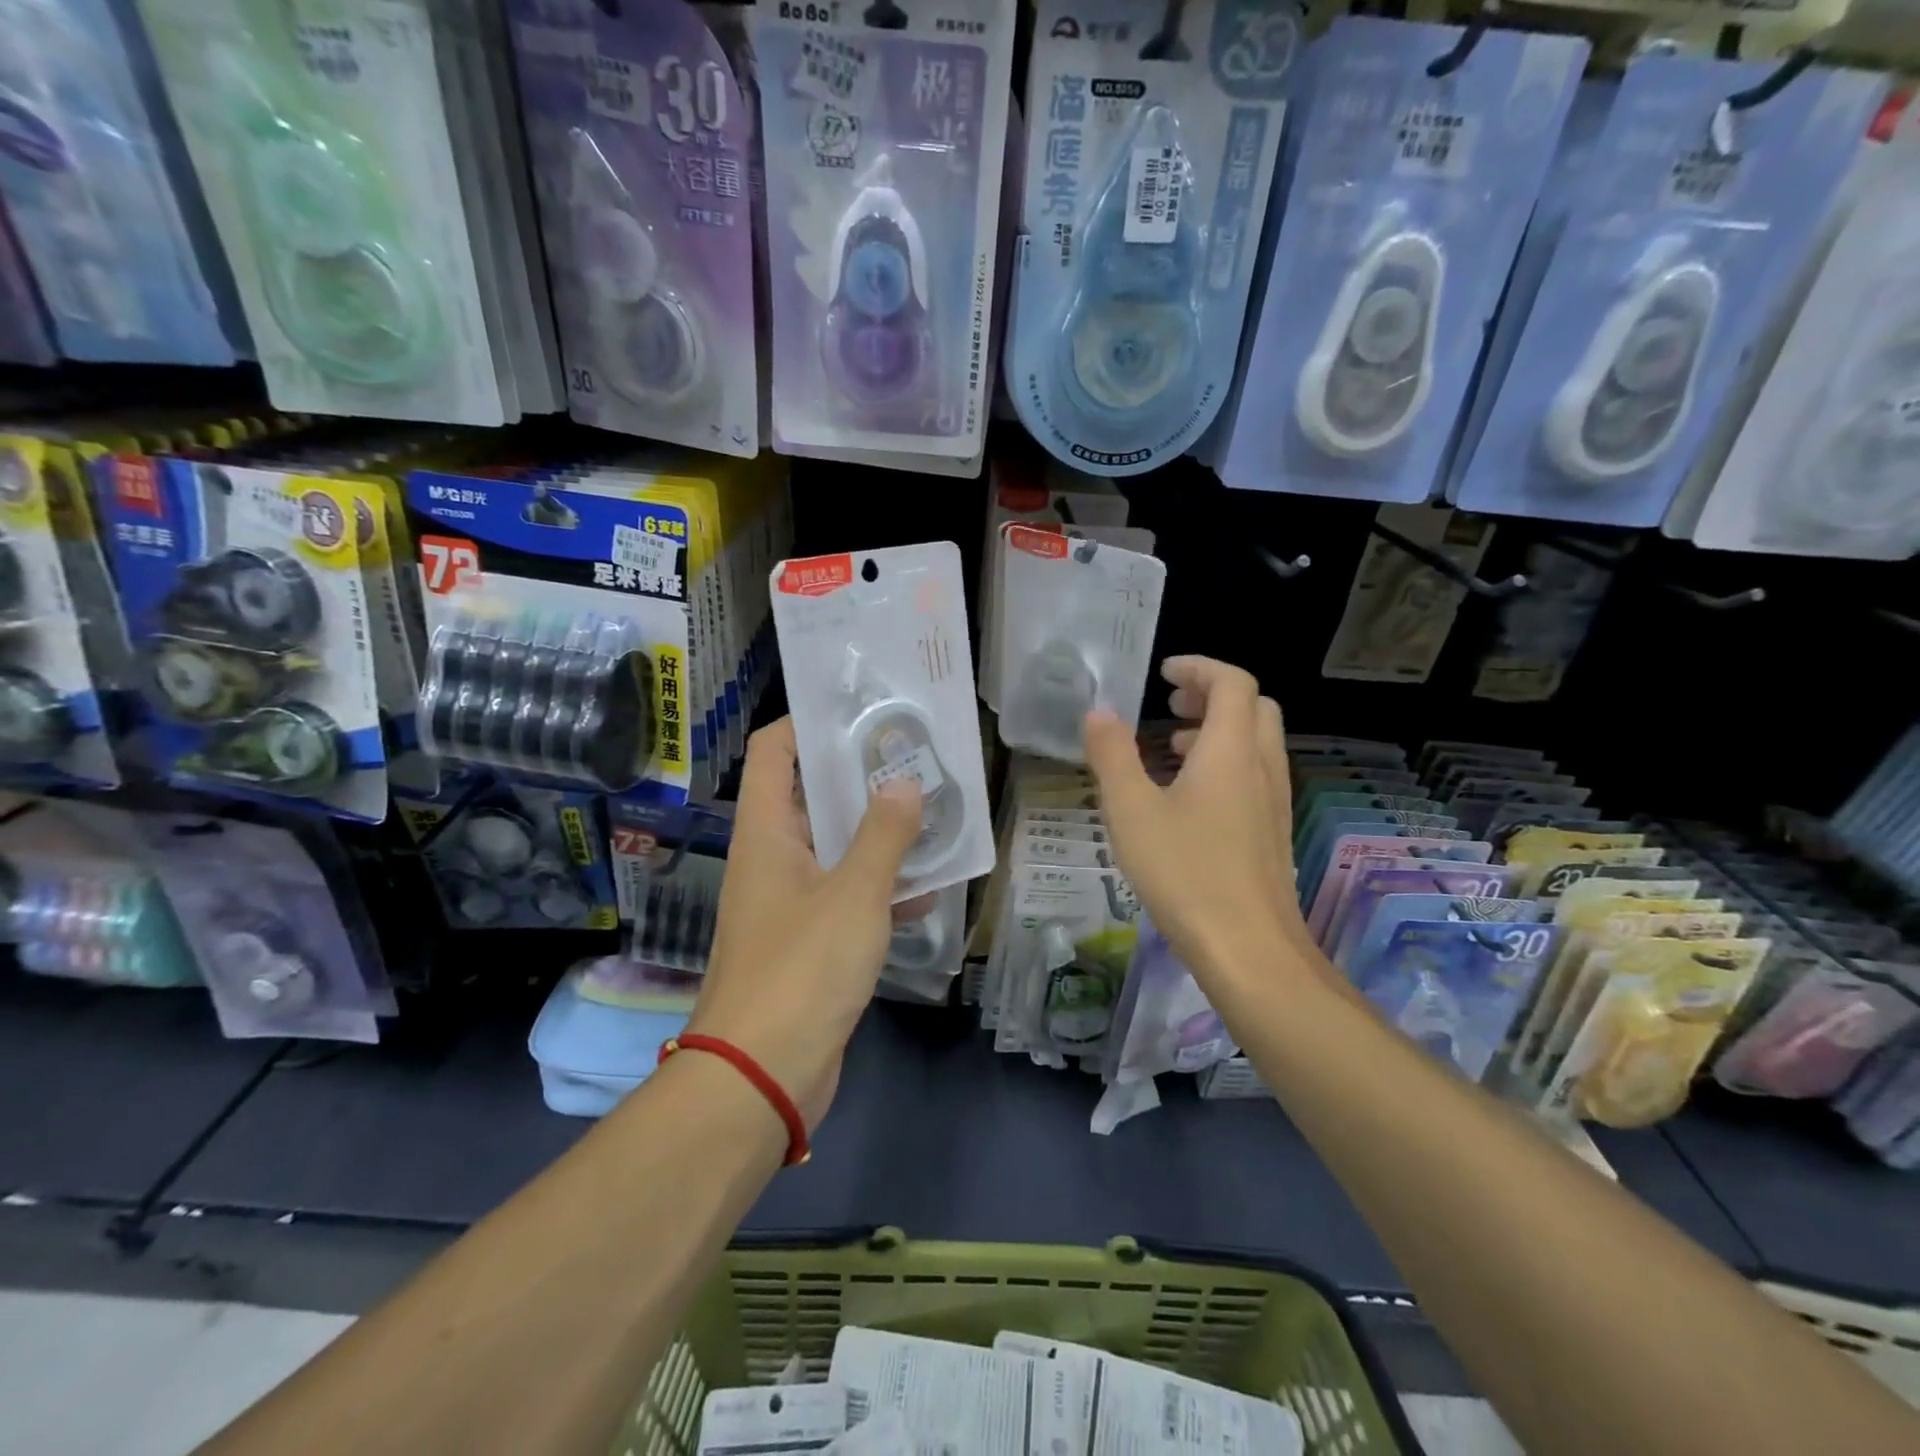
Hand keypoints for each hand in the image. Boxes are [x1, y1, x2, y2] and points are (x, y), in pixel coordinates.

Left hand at [687, 718, 925, 1128]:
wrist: (762, 1076)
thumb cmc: (802, 969)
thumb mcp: (854, 894)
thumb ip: (883, 835)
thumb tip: (903, 783)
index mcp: (766, 834)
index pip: (772, 752)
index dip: (806, 723)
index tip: (858, 711)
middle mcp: (772, 860)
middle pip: (810, 797)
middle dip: (859, 776)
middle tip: (912, 756)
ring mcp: (789, 903)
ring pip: (835, 849)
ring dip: (877, 833)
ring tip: (932, 810)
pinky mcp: (809, 942)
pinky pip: (847, 897)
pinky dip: (881, 887)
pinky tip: (928, 886)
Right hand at [1082, 656, 1307, 983]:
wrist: (1249, 949)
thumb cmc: (1185, 872)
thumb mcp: (1131, 810)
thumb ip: (1112, 754)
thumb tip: (1099, 712)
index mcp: (1231, 750)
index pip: (1232, 682)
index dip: (1199, 667)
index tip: (1163, 673)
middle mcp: (1262, 766)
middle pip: (1253, 706)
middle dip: (1212, 694)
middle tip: (1171, 704)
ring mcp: (1274, 800)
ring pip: (1255, 742)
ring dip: (1218, 730)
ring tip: (1172, 748)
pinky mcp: (1273, 831)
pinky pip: (1254, 774)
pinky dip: (1225, 763)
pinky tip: (1188, 798)